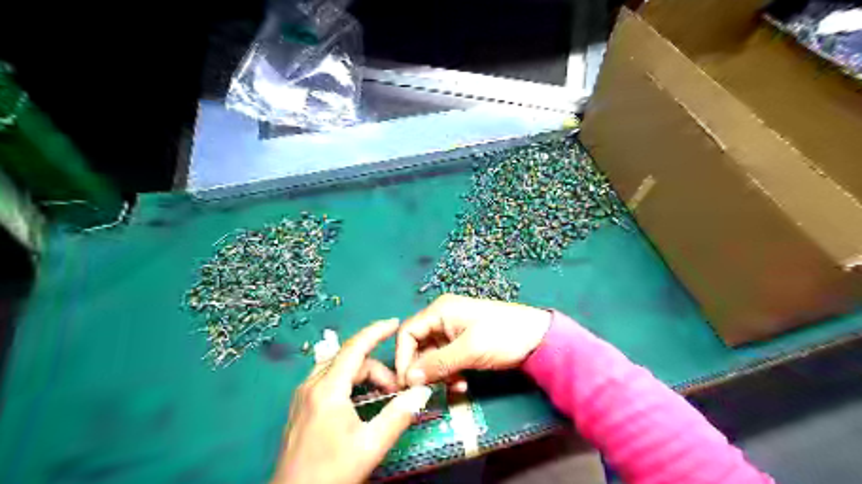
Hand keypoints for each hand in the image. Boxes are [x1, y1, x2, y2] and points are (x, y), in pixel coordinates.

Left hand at [272, 318, 437, 483]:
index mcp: (327, 389)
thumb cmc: (331, 472)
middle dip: (375, 367)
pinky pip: (327, 378)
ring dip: (361, 373)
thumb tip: (421, 391)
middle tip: (395, 388)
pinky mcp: (299, 406)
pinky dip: (348, 379)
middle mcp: (311, 385)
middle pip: (348, 359)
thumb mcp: (371, 445)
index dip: (376, 331)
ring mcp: (302, 395)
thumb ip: (398, 415)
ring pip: (337, 367)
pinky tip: (358, 397)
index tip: (395, 323)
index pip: (355, 347)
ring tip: (380, 391)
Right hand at [395, 294, 550, 387]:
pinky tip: (461, 385)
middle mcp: (443, 318)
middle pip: (418, 345)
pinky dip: (450, 373)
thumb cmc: (502, 336)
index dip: (403, 357)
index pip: (408, 332)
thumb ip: (437, 363)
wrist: (539, 337)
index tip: (406, 383)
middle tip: (426, 391)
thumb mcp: (469, 350)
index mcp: (440, 311)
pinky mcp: (464, 343)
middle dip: (422, 368)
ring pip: (432, 355)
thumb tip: (408, 378)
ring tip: (453, 387)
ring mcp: (454, 331)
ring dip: (438, 374)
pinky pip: (447, 359)